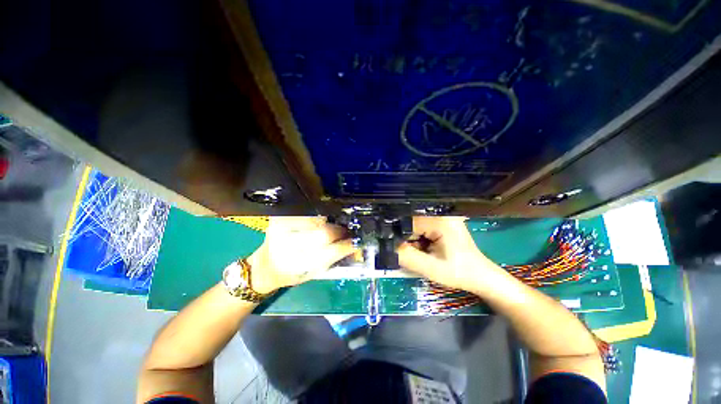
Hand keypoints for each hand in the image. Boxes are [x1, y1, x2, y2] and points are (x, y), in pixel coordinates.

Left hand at [248, 217, 355, 293]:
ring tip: (329, 227)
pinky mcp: (279, 218)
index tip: (355, 241)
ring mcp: (282, 228)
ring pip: (317, 218)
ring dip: (328, 223)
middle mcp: (288, 246)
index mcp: (299, 265)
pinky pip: (306, 212)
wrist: (265, 266)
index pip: (332, 251)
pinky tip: (317, 222)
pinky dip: (316, 217)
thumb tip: (354, 243)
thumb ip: (334, 258)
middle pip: (325, 232)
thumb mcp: (314, 273)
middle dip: (339, 231)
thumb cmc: (292, 273)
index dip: (347, 244)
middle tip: (344, 232)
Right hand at [398, 217, 498, 290]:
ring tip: (423, 253)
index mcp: (440, 220)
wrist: (480, 276)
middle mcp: (442, 213)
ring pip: (416, 224)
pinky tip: (427, 248)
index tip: (398, 250)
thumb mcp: (431, 269)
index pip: (408, 222)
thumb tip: (387, 248)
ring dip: (413, 239)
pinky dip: (420, 238)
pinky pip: (423, 226)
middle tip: (414, 254)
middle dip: (407, 239)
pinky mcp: (443, 221)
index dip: (400, 237)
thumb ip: (407, 257)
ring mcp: (443, 216)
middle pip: (412, 222)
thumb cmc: (459, 273)